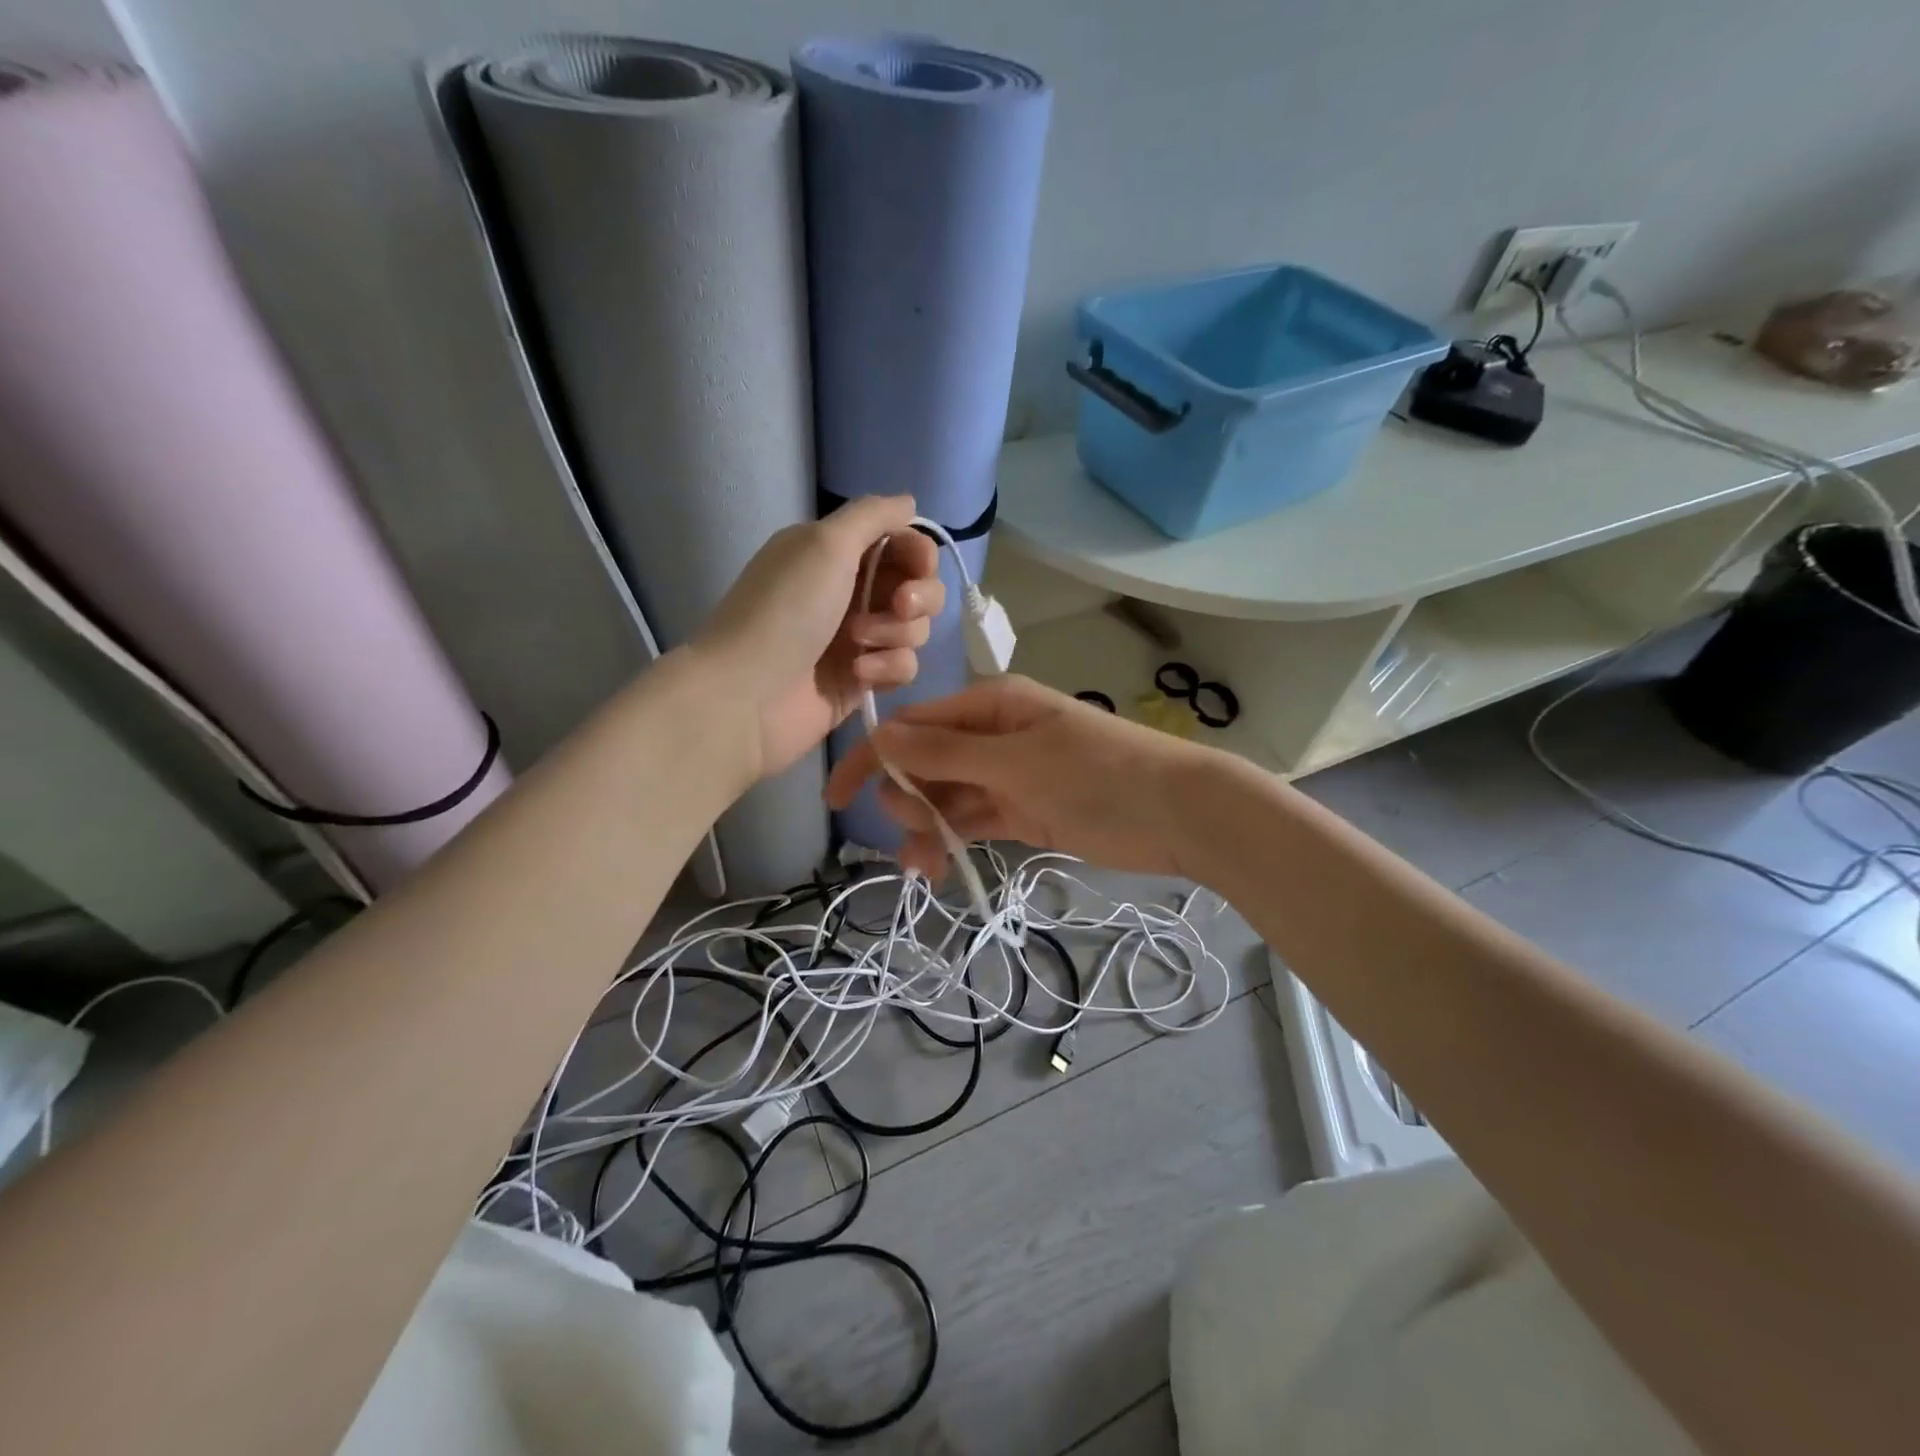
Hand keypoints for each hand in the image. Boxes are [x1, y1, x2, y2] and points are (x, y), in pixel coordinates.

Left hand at [695, 496, 945, 778]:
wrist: (748, 694)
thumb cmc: (785, 610)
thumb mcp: (825, 543)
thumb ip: (873, 515)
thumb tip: (909, 502)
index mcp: (838, 554)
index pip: (903, 544)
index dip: (919, 553)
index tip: (917, 566)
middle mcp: (851, 592)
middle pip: (919, 587)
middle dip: (918, 597)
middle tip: (896, 606)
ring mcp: (859, 639)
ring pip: (916, 629)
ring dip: (896, 633)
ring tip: (856, 644)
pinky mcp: (863, 680)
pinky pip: (904, 667)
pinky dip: (888, 668)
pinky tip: (858, 675)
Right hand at [825, 675, 1211, 879]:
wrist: (1176, 813)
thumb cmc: (1097, 773)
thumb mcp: (1017, 759)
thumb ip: (947, 752)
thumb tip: (883, 736)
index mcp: (991, 705)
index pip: (916, 725)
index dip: (875, 757)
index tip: (837, 796)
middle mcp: (994, 735)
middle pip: (927, 763)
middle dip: (907, 796)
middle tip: (913, 827)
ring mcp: (1008, 776)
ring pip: (948, 798)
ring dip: (927, 827)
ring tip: (922, 865)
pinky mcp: (1024, 812)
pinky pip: (974, 821)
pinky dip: (954, 841)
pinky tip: (939, 867)